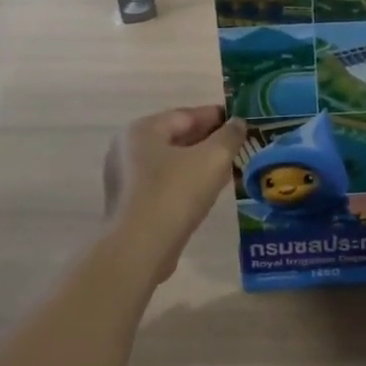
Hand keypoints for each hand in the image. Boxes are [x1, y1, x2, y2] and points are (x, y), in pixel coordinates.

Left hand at [102, 105, 246, 285]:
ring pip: (170, 163)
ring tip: (228, 168)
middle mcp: (127, 149)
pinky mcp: (129, 205)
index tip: (241, 121)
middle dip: (208, 141)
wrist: (139, 250)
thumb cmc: (175, 194)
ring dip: (198, 163)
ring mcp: (124, 179)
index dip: (217, 116)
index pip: (186, 115)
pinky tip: (207, 192)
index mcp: (142, 130)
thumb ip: (229, 136)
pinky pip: (163, 184)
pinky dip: (185, 182)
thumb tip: (238, 123)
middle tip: (238, 145)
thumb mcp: (213, 159)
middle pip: (176, 138)